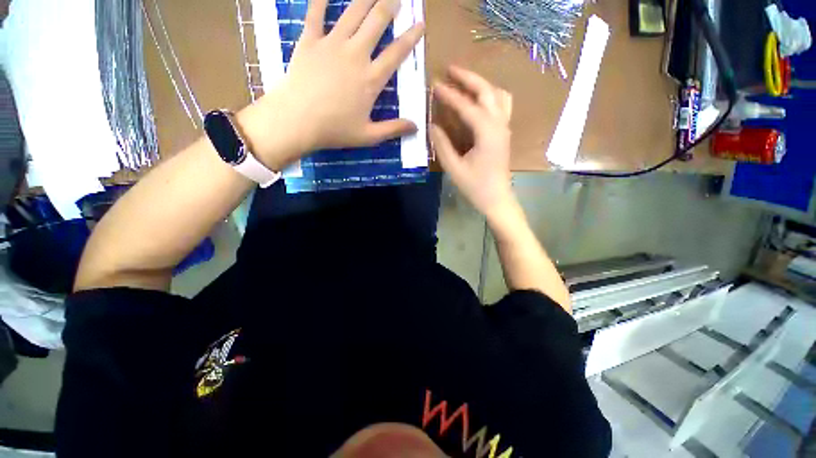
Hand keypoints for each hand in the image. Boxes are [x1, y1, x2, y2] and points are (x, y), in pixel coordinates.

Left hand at [238, 0, 424, 169]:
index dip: (410, 38)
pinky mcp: (310, 41)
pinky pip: (315, 12)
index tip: (420, 24)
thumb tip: (416, 127)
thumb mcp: (369, 136)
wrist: (297, 120)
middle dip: (389, 6)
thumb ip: (393, 129)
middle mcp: (356, 55)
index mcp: (371, 79)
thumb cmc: (335, 130)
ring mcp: (332, 44)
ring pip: (353, 13)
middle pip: (377, 23)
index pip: (396, 53)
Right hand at [431, 67, 515, 219]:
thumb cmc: (475, 186)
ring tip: (464, 82)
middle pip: (487, 91)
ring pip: (498, 94)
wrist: (497, 199)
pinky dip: (490, 95)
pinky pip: (502, 105)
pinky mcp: (505, 133)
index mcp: (487, 132)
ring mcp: (505, 127)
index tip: (434, 84)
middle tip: (449, 70)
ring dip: (481, 84)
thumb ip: (442, 145)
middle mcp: (499, 124)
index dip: (449, 94)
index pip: (466, 106)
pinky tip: (480, 100)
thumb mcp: (454, 167)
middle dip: (468, 78)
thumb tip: (432, 125)